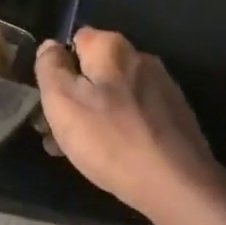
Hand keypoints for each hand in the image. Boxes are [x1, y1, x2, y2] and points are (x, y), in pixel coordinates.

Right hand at [34, 29, 225, 221]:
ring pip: (114, 95)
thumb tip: (51, 46)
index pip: (74, 40)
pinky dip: (119, 128)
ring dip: (93, 116)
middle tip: (56, 134)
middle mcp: (141, 58)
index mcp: (112, 47)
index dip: (57, 68)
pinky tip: (112, 156)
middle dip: (74, 97)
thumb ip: (50, 67)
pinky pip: (135, 114)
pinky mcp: (176, 116)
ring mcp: (163, 87)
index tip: (48, 100)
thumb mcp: (62, 101)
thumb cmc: (110, 139)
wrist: (177, 184)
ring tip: (78, 152)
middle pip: (95, 70)